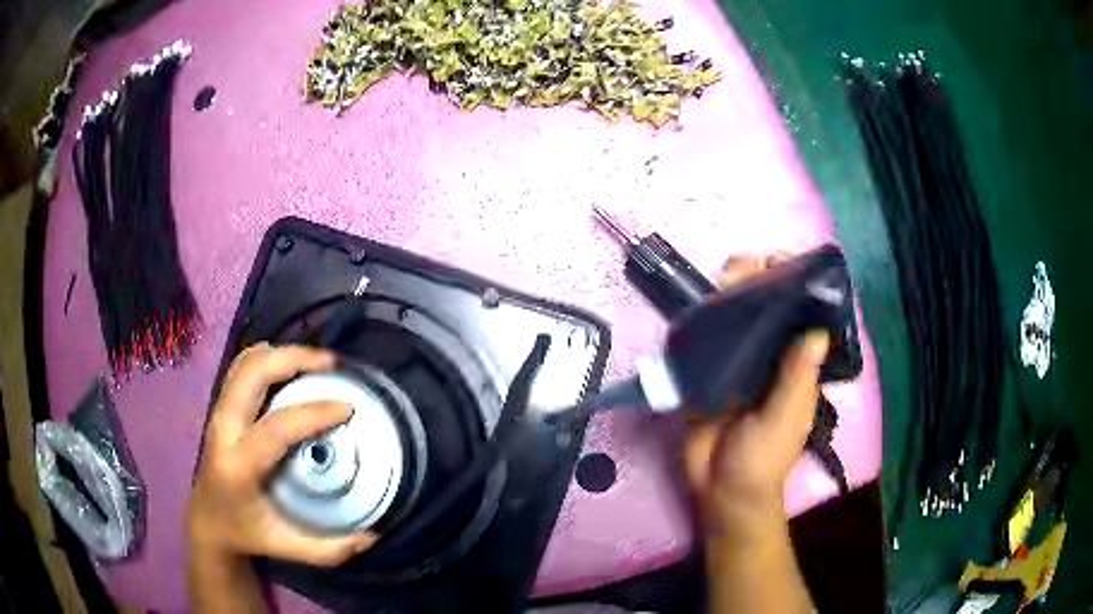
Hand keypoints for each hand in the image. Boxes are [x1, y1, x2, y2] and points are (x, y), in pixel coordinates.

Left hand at [188, 343, 376, 565]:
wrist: (207, 521)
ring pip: (244, 363)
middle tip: (332, 364)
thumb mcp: (289, 547)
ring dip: (281, 353)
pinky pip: (241, 367)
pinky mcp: (220, 407)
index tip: (348, 407)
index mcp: (239, 466)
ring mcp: (218, 414)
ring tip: (316, 361)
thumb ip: (332, 548)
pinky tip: (290, 367)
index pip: (277, 427)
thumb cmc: (248, 533)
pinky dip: (267, 358)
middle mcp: (223, 430)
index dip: (314, 412)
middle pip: (252, 373)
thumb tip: (373, 535)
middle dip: (294, 358)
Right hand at [684, 255, 828, 536]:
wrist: (718, 490)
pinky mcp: (705, 371)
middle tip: (744, 268)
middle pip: (765, 308)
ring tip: (724, 278)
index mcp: (794, 364)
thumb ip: (795, 379)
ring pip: (735, 316)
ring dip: (730, 292)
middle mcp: (767, 356)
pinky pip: (706, 337)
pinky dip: (703, 316)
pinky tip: (699, 301)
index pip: (800, 316)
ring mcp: (735, 361)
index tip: (782, 262)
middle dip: (758, 280)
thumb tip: (815, 331)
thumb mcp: (783, 419)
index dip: (796, 286)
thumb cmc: (762, 460)